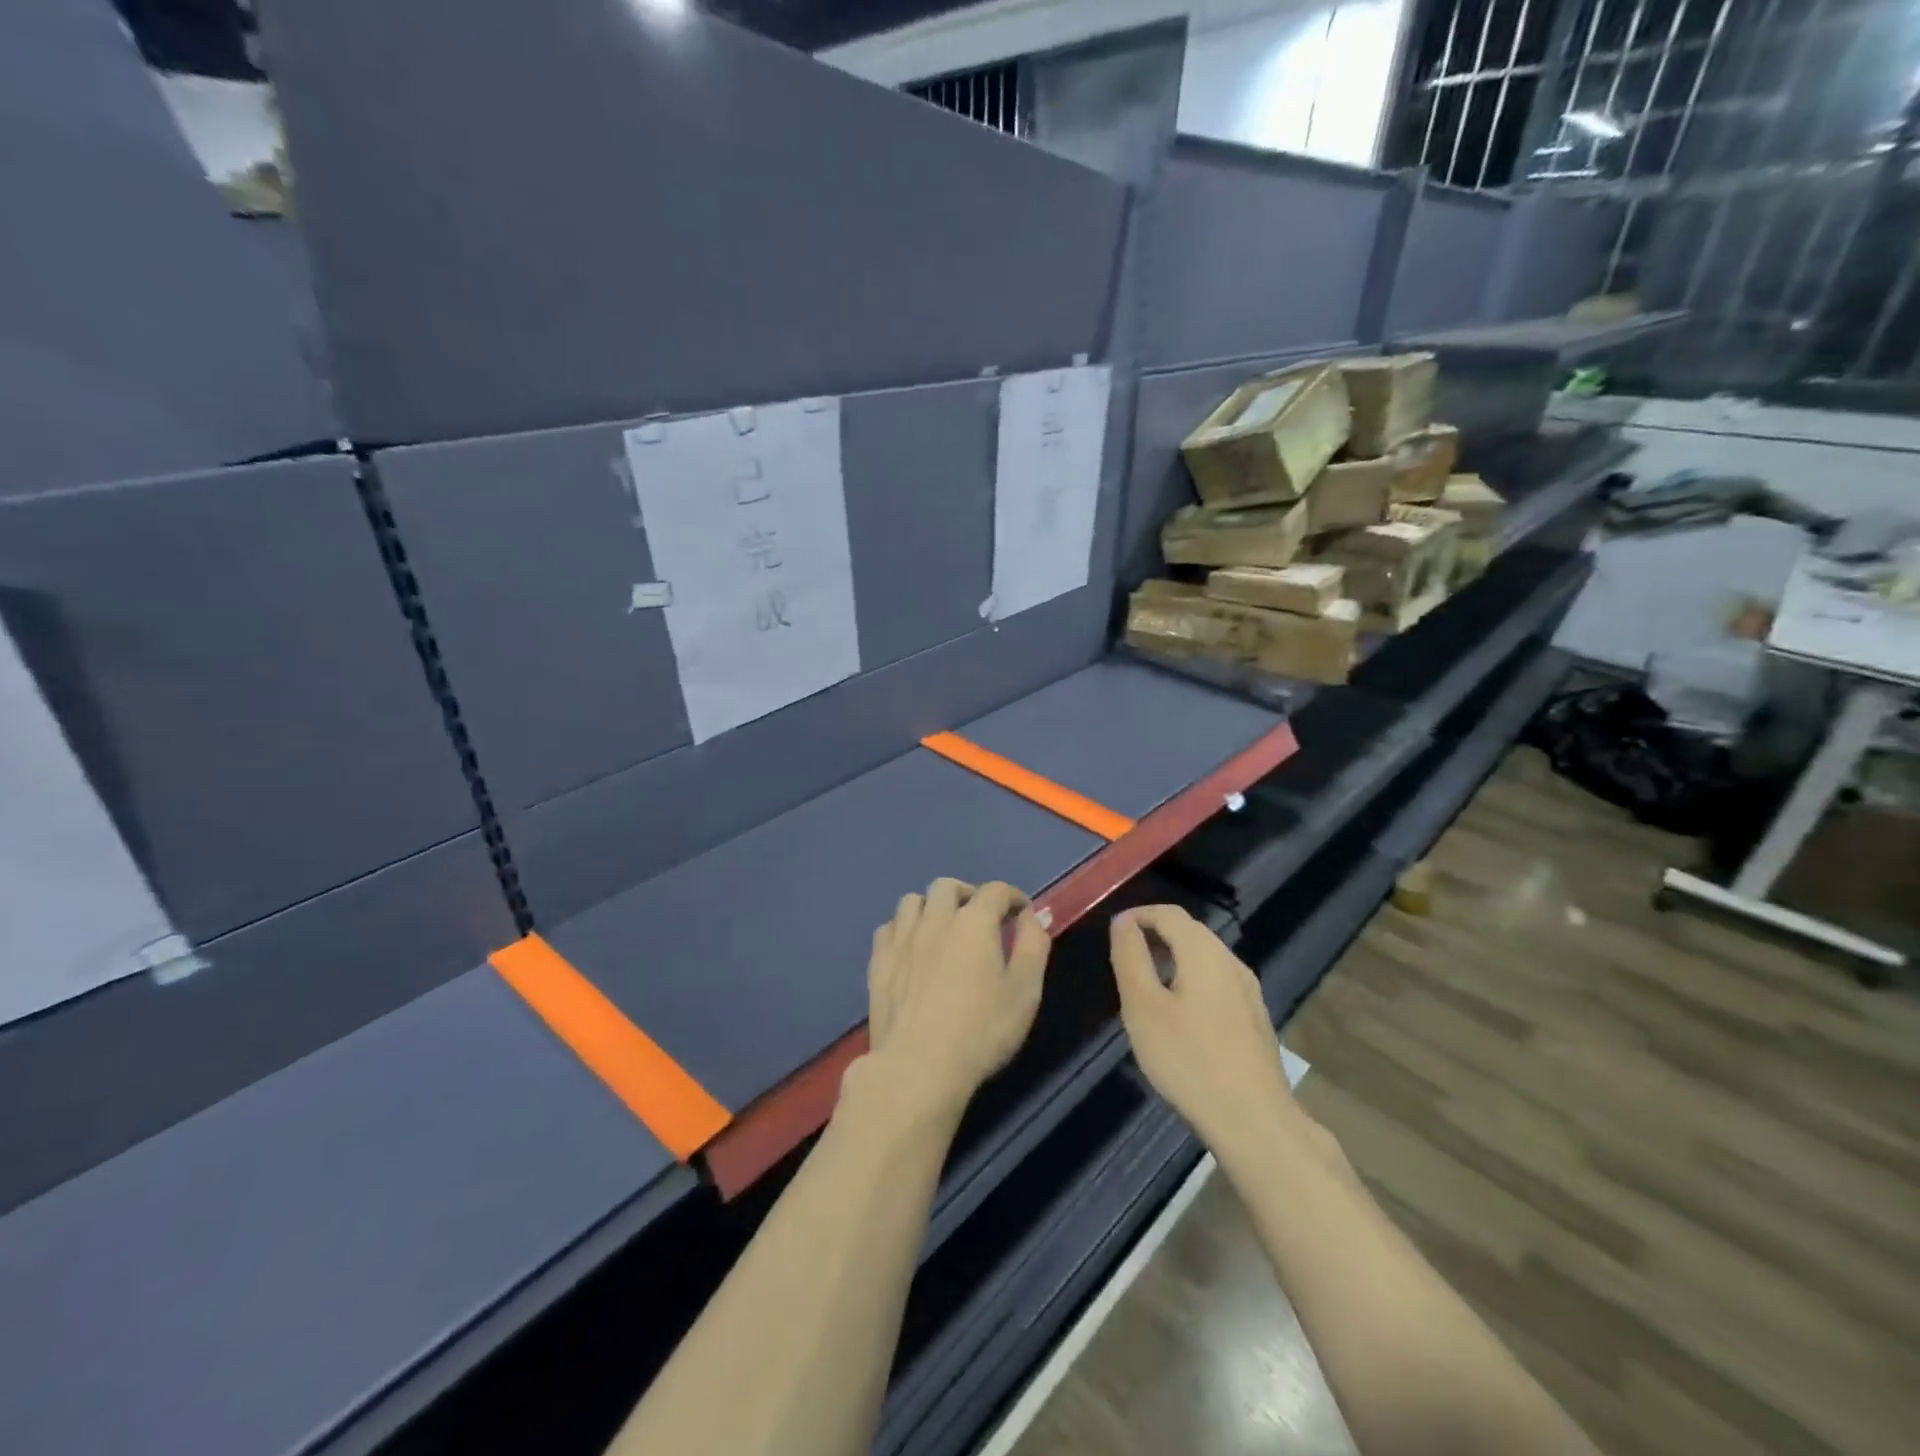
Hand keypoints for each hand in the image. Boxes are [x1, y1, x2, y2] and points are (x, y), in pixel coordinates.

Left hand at [862, 879, 1050, 1122]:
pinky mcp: (879, 961)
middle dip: (968, 894)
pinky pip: (889, 927)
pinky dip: (904, 929)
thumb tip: (1033, 915)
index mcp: (974, 921)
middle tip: (980, 917)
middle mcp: (935, 918)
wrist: (918, 1066)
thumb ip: (1033, 945)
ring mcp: (902, 938)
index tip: (1021, 912)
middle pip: (948, 886)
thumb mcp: (1025, 990)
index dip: (1013, 897)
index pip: (996, 891)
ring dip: (931, 906)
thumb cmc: (981, 1030)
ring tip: (942, 928)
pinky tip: (912, 948)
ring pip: (913, 901)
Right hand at [1110, 905, 1299, 1153]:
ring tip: (1145, 983)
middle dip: (1155, 934)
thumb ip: (1130, 958)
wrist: (1254, 1121)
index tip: (1113, 932)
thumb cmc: (1189, 1060)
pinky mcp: (1255, 1018)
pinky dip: (1191, 979)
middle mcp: (1231, 962)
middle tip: (1124, 956)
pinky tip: (1178, 1013)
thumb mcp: (1143, 1007)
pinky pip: (1217, 981)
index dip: (1138, 915)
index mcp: (1205, 952)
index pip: (1169, 913)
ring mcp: (1249, 991)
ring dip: (1173, 957)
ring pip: (1205, 957)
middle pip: (1190, 931)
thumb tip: (1122, 922)